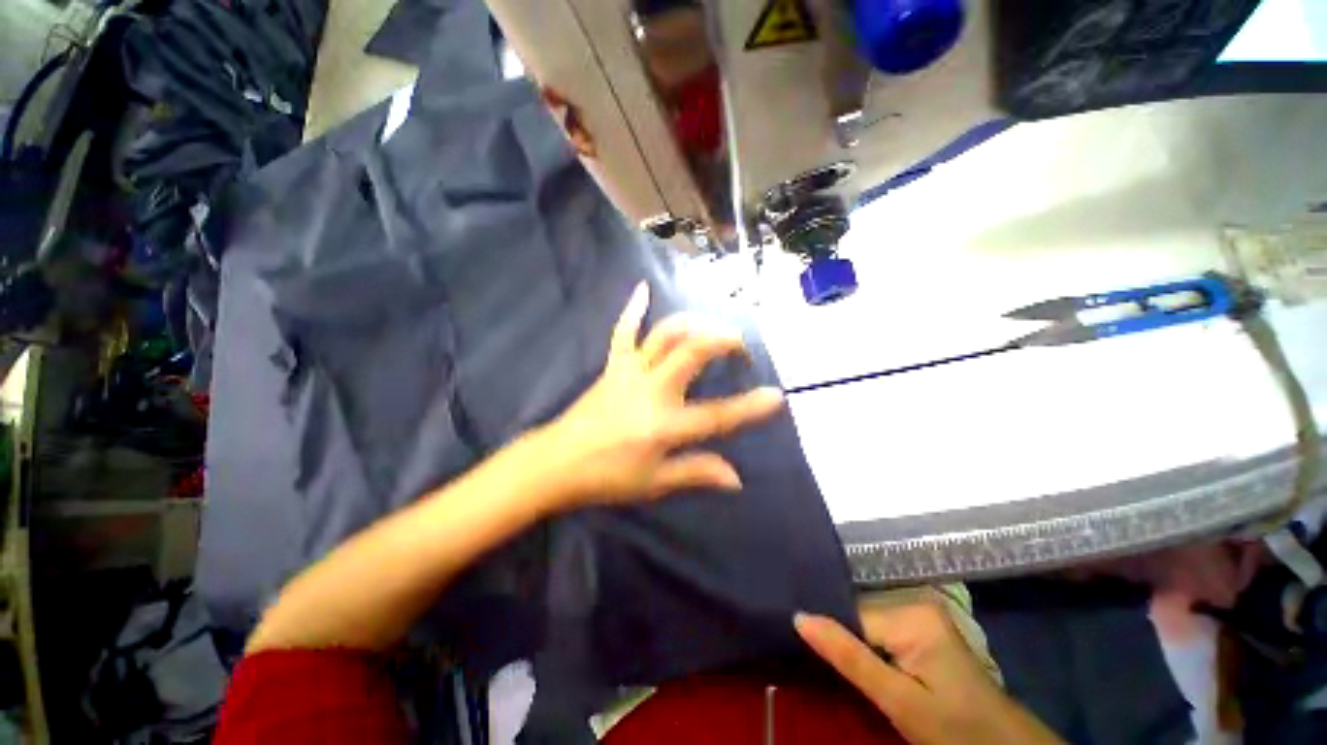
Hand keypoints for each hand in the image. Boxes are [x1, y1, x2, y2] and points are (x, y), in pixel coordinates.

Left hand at [538, 282, 784, 508]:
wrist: (556, 463)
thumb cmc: (606, 477)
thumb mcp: (655, 483)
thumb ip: (697, 473)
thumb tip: (736, 478)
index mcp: (665, 425)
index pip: (717, 415)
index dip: (749, 407)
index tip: (776, 395)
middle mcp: (652, 390)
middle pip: (693, 352)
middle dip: (723, 341)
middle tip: (740, 346)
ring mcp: (630, 372)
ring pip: (665, 335)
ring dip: (693, 324)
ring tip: (712, 326)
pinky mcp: (612, 366)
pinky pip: (622, 331)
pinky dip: (633, 309)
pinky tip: (643, 288)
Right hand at [795, 604, 1062, 744]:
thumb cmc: (956, 731)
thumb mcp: (899, 702)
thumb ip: (849, 657)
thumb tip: (799, 617)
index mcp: (911, 614)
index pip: (851, 615)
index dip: (833, 637)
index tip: (812, 657)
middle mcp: (916, 601)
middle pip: (860, 617)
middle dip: (846, 643)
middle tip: (832, 672)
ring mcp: (923, 614)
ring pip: (868, 625)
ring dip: (858, 648)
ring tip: (847, 670)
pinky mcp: (925, 628)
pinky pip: (883, 631)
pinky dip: (872, 650)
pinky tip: (869, 668)